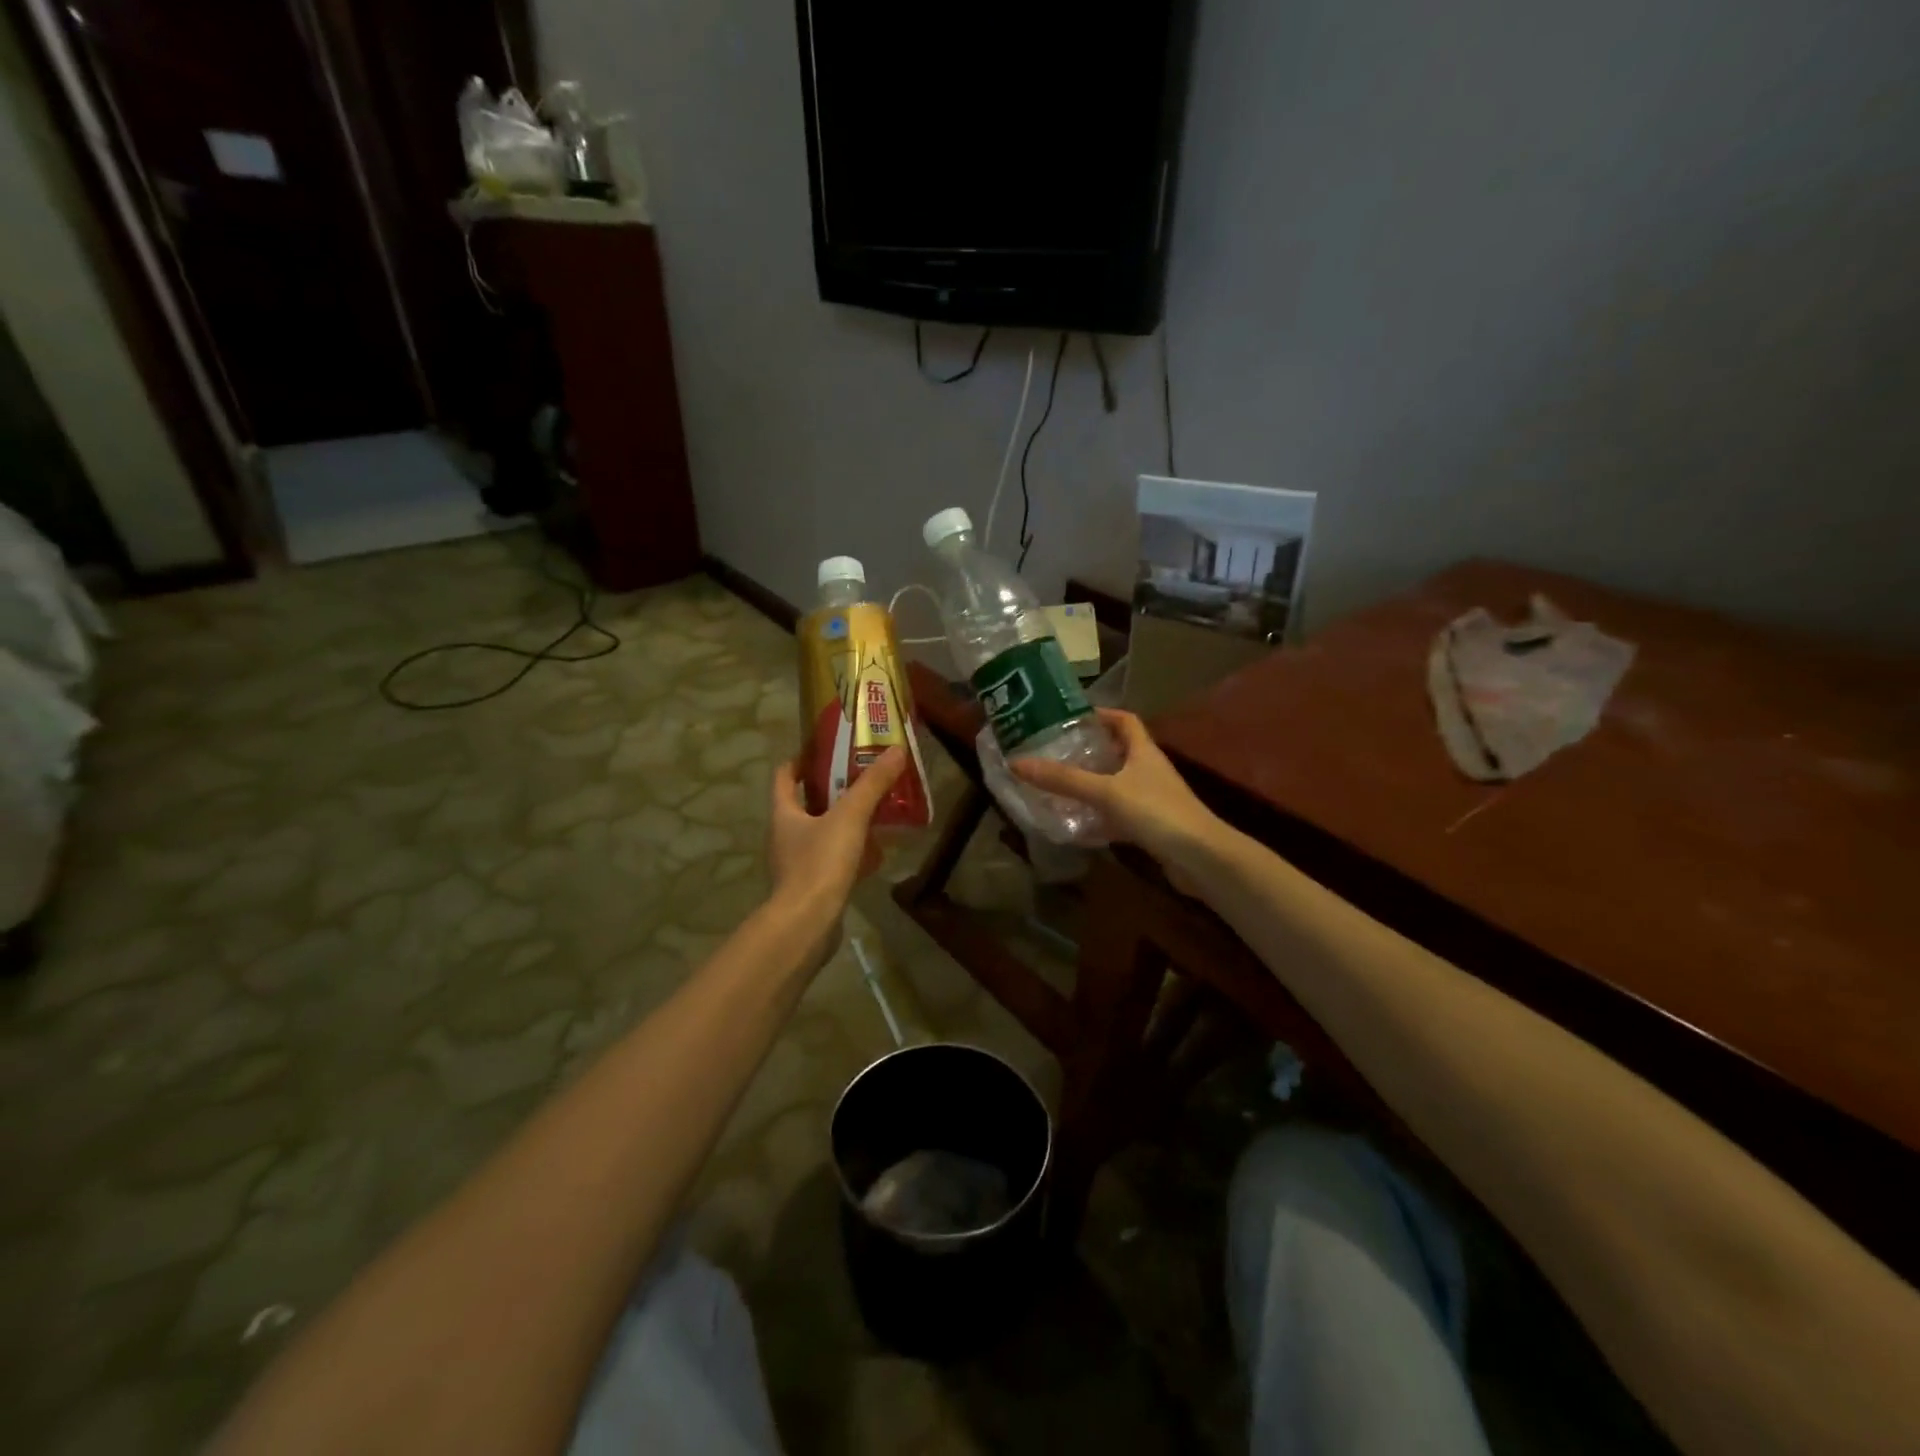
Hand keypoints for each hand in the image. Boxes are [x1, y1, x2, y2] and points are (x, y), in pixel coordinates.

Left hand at [767, 747, 907, 953]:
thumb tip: (895, 750)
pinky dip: (851, 853)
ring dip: (844, 822)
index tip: (827, 751)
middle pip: (806, 804)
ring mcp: (796, 864)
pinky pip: (832, 861)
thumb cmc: (820, 863)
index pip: (784, 776)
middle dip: (833, 791)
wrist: (806, 925)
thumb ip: (872, 784)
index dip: (802, 760)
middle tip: (863, 778)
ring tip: (875, 812)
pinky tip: (876, 855)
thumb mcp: (850, 817)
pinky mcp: (811, 887)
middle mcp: (784, 836)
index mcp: (783, 814)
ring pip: (821, 833)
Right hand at [1011, 709, 1222, 887]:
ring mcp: (1151, 800)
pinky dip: (1098, 819)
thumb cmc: (1157, 812)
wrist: (1201, 858)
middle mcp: (1148, 770)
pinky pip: (1118, 817)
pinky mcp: (1150, 828)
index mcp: (1143, 751)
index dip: (1101, 714)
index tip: (1070, 717)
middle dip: (1087, 752)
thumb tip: (1016, 762)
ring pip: (1115, 786)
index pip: (1124, 720)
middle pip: (1117, 752)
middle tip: (1053, 753)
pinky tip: (1076, 827)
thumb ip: (1064, 779)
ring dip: (1090, 786)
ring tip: (1056, 787)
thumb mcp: (1106, 791)